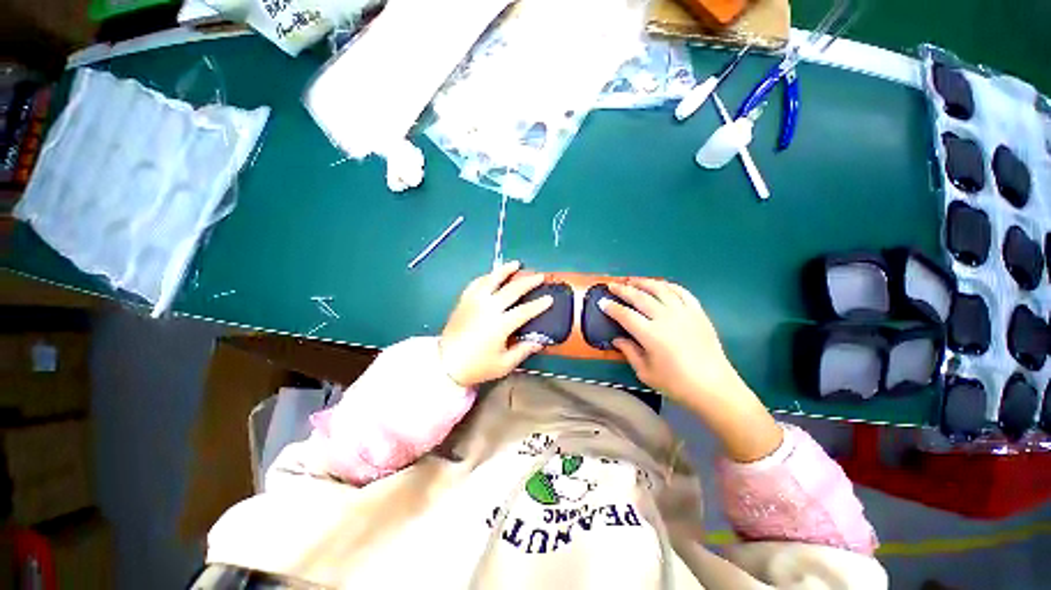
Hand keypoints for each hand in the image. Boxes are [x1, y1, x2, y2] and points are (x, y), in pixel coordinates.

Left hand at [439, 261, 551, 386]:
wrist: (446, 363)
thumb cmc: (477, 366)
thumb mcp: (504, 364)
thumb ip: (523, 351)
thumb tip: (540, 341)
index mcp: (500, 325)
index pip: (524, 311)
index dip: (538, 305)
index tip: (549, 298)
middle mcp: (488, 309)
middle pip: (512, 290)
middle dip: (528, 282)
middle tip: (539, 276)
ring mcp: (474, 302)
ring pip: (492, 280)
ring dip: (505, 270)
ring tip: (516, 264)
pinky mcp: (464, 301)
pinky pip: (476, 283)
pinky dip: (486, 277)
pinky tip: (492, 275)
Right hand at [601, 279, 781, 461]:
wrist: (714, 387)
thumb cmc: (676, 383)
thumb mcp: (646, 372)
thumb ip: (630, 352)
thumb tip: (617, 339)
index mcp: (651, 335)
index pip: (625, 315)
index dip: (611, 307)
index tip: (602, 302)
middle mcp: (666, 318)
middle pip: (640, 297)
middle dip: (623, 290)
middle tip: (612, 286)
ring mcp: (684, 313)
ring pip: (661, 290)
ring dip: (644, 282)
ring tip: (633, 280)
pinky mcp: (698, 313)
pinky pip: (682, 293)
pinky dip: (669, 286)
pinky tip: (661, 285)